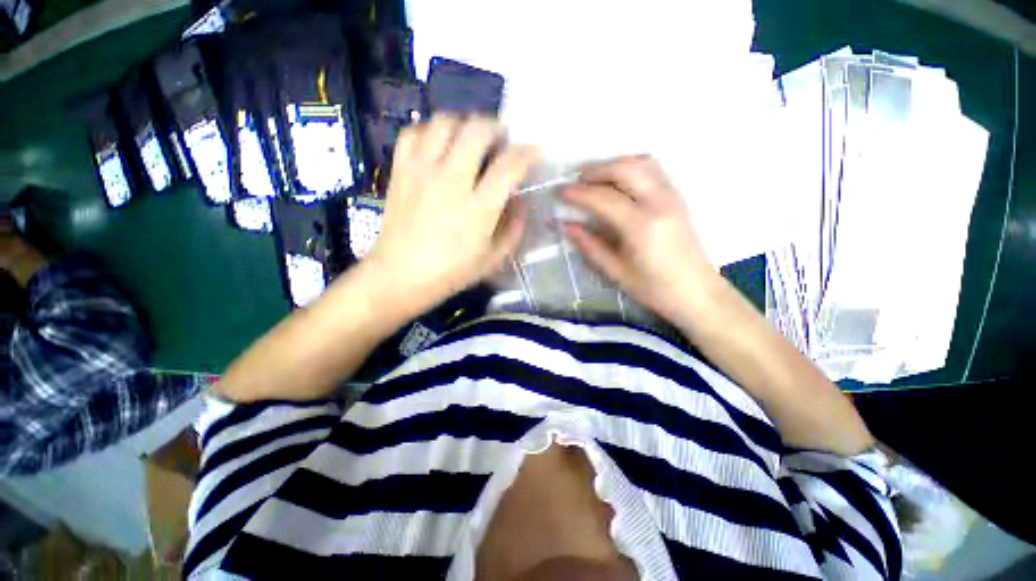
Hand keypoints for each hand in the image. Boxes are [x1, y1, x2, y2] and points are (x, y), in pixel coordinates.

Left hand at [368, 115, 538, 306]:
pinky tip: (440, 144)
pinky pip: (415, 132)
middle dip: (496, 127)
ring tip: (472, 138)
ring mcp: (422, 171)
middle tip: (501, 139)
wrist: (401, 275)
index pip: (509, 165)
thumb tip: (520, 201)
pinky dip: (431, 130)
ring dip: (465, 123)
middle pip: (477, 130)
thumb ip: (514, 228)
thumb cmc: (452, 272)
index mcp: (478, 208)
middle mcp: (451, 181)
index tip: (534, 151)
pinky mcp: (400, 170)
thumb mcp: (494, 258)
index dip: (528, 152)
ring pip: (445, 122)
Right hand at [562, 156, 725, 326]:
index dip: (578, 193)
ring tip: (595, 177)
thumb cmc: (655, 289)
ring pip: (641, 163)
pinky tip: (619, 180)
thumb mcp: (616, 272)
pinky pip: (653, 170)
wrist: (697, 292)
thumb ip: (591, 246)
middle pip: (624, 169)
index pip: (603, 198)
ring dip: (614, 164)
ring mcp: (672, 197)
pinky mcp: (677, 198)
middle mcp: (659, 203)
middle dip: (596, 170)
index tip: (559, 191)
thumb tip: (566, 226)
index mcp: (641, 226)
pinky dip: (631, 167)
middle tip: (575, 179)